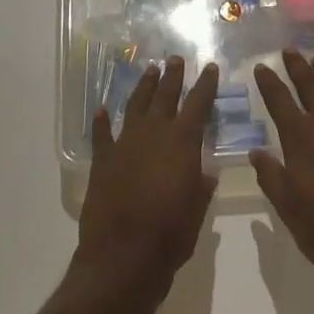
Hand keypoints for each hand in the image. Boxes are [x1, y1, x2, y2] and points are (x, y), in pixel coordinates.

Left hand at [76, 55, 218, 301]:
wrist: (123, 254)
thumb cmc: (170, 234)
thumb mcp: (197, 211)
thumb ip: (200, 186)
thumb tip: (206, 172)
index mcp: (182, 143)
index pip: (198, 104)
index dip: (206, 85)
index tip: (211, 67)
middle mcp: (153, 134)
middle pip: (165, 96)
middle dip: (172, 76)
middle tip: (175, 58)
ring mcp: (124, 144)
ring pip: (135, 106)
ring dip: (143, 88)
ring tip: (149, 70)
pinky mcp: (102, 160)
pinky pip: (102, 135)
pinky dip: (101, 122)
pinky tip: (101, 110)